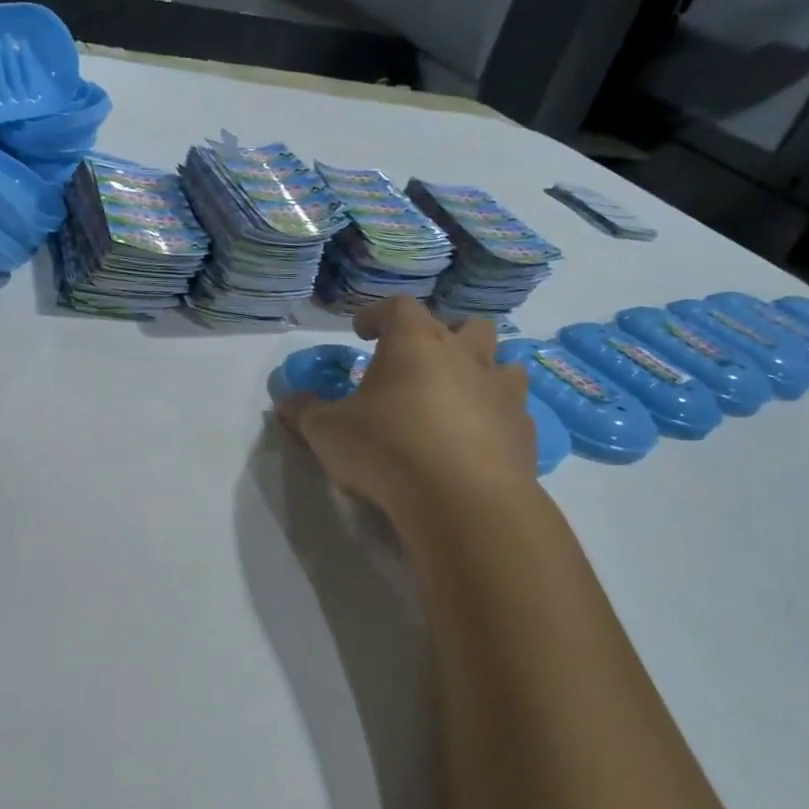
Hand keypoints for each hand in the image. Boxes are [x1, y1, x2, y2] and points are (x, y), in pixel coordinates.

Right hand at [278, 296, 538, 526]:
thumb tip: (285, 403)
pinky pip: (512, 411)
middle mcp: (465, 355)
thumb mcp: (328, 431)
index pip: (398, 307)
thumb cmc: (387, 449)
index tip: (361, 330)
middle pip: (466, 324)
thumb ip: (305, 412)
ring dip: (481, 371)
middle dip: (444, 334)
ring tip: (457, 395)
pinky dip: (495, 416)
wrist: (463, 500)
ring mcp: (501, 391)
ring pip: (503, 362)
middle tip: (420, 360)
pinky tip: (477, 440)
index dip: (377, 314)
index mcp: (416, 342)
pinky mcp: (523, 431)